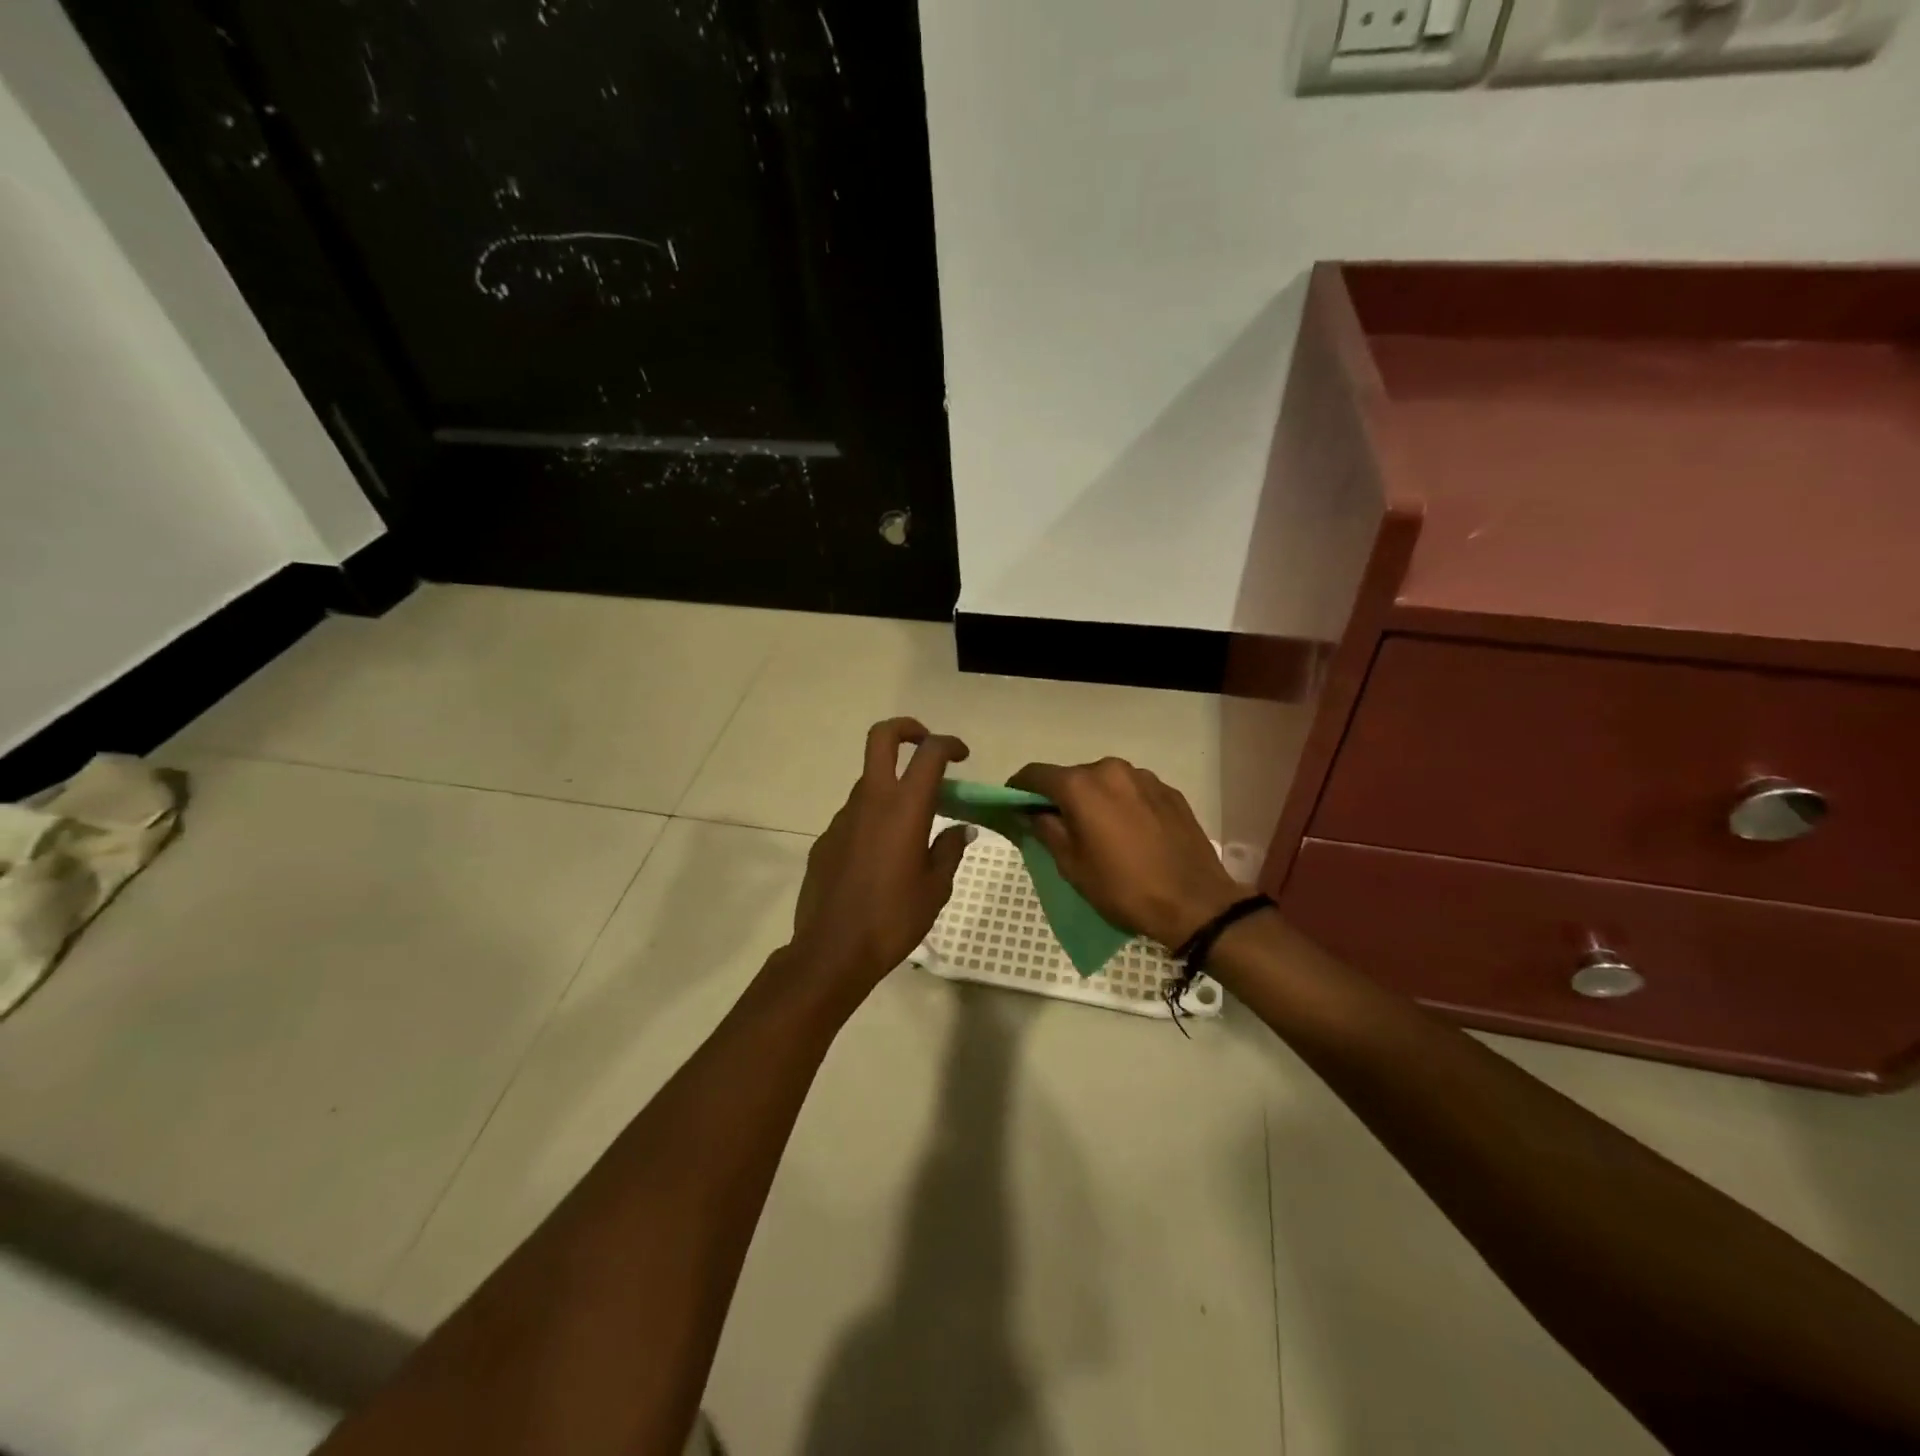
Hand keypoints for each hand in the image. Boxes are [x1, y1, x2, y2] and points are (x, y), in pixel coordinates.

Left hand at [787, 718, 974, 1009]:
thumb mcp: (936, 888)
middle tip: (926, 746)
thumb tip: (959, 829)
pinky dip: (872, 820)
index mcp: (905, 808)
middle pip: (882, 738)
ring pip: (869, 782)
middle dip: (907, 729)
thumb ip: (949, 850)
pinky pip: (855, 816)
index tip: (962, 756)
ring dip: (891, 787)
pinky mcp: (826, 838)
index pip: (929, 753)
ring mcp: (843, 817)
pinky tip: (881, 858)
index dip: (949, 744)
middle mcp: (871, 800)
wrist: (832, 950)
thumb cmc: (894, 918)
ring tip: (911, 826)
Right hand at [1008, 758, 1241, 947]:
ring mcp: (1144, 777)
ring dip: (1093, 799)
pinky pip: (1132, 790)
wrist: (1195, 902)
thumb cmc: (1124, 888)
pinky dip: (1121, 804)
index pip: (1036, 774)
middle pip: (1072, 776)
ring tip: (1098, 831)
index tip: (1013, 805)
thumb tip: (1032, 812)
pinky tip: (1129, 833)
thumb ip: (1046, 830)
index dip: (1019, 788)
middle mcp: (1111, 769)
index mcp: (1082, 786)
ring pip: (1104, 781)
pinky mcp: (1169, 791)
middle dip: (1059, 796)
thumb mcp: (1072, 866)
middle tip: (1057, 826)